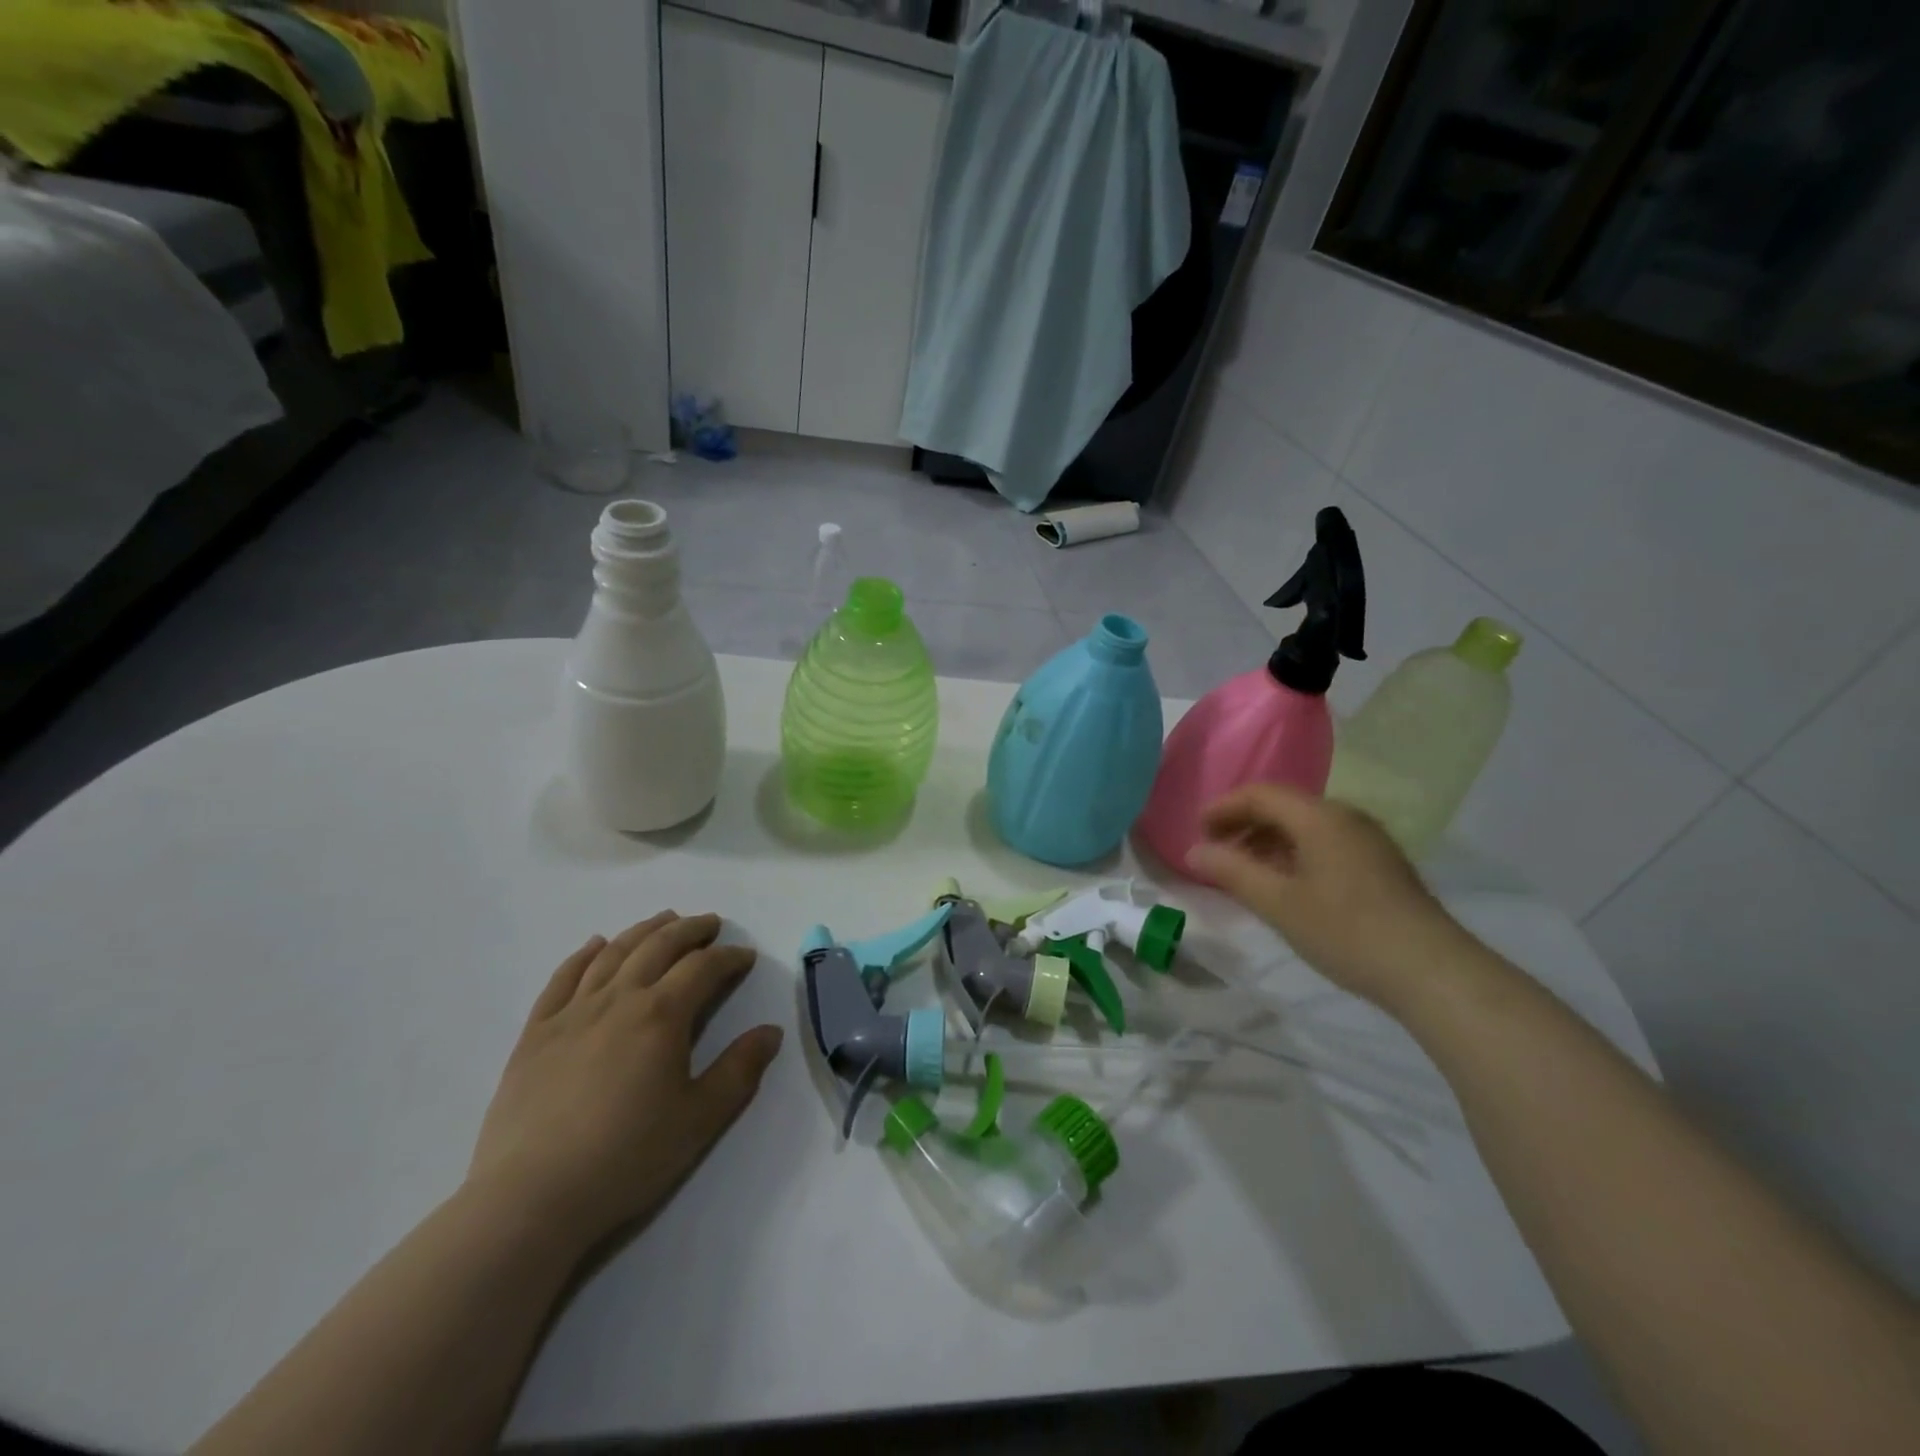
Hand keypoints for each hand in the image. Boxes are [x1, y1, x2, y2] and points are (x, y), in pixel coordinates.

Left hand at [465, 912, 783, 1256]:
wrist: (530, 1198)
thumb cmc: (626, 1158)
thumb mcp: (700, 1119)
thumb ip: (740, 1070)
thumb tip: (771, 1032)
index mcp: (661, 1015)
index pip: (703, 968)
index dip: (729, 957)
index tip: (745, 956)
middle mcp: (618, 999)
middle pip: (658, 947)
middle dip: (690, 930)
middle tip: (710, 924)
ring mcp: (572, 1013)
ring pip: (613, 954)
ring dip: (643, 931)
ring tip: (663, 921)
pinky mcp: (535, 1033)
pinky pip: (562, 978)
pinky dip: (583, 955)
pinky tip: (595, 945)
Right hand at [1187, 785, 1471, 1011]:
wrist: (1432, 972)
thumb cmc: (1346, 931)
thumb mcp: (1278, 903)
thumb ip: (1232, 872)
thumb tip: (1194, 851)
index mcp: (1319, 817)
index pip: (1260, 794)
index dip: (1223, 807)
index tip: (1197, 831)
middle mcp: (1346, 817)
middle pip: (1283, 806)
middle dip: (1244, 823)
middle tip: (1216, 852)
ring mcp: (1368, 840)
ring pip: (1305, 826)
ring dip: (1268, 840)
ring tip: (1245, 871)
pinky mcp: (1381, 865)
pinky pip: (1325, 843)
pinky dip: (1294, 853)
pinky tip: (1286, 885)